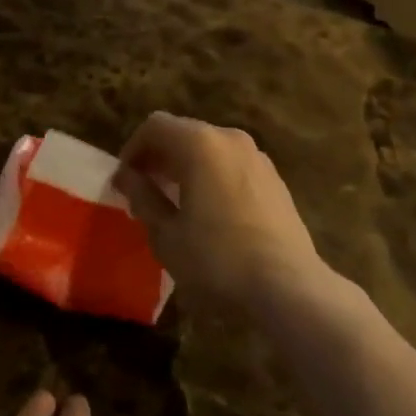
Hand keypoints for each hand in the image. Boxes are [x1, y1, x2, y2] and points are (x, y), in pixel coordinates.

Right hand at [114, 112, 324, 309]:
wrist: (289, 288)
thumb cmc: (218, 260)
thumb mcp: (167, 235)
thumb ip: (143, 197)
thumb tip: (127, 176)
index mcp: (200, 144)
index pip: (155, 126)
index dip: (133, 149)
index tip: (125, 181)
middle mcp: (230, 138)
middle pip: (184, 133)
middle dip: (159, 157)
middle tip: (144, 191)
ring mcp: (257, 157)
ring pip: (210, 148)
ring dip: (186, 166)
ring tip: (175, 202)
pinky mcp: (274, 179)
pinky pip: (232, 165)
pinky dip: (212, 175)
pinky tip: (210, 212)